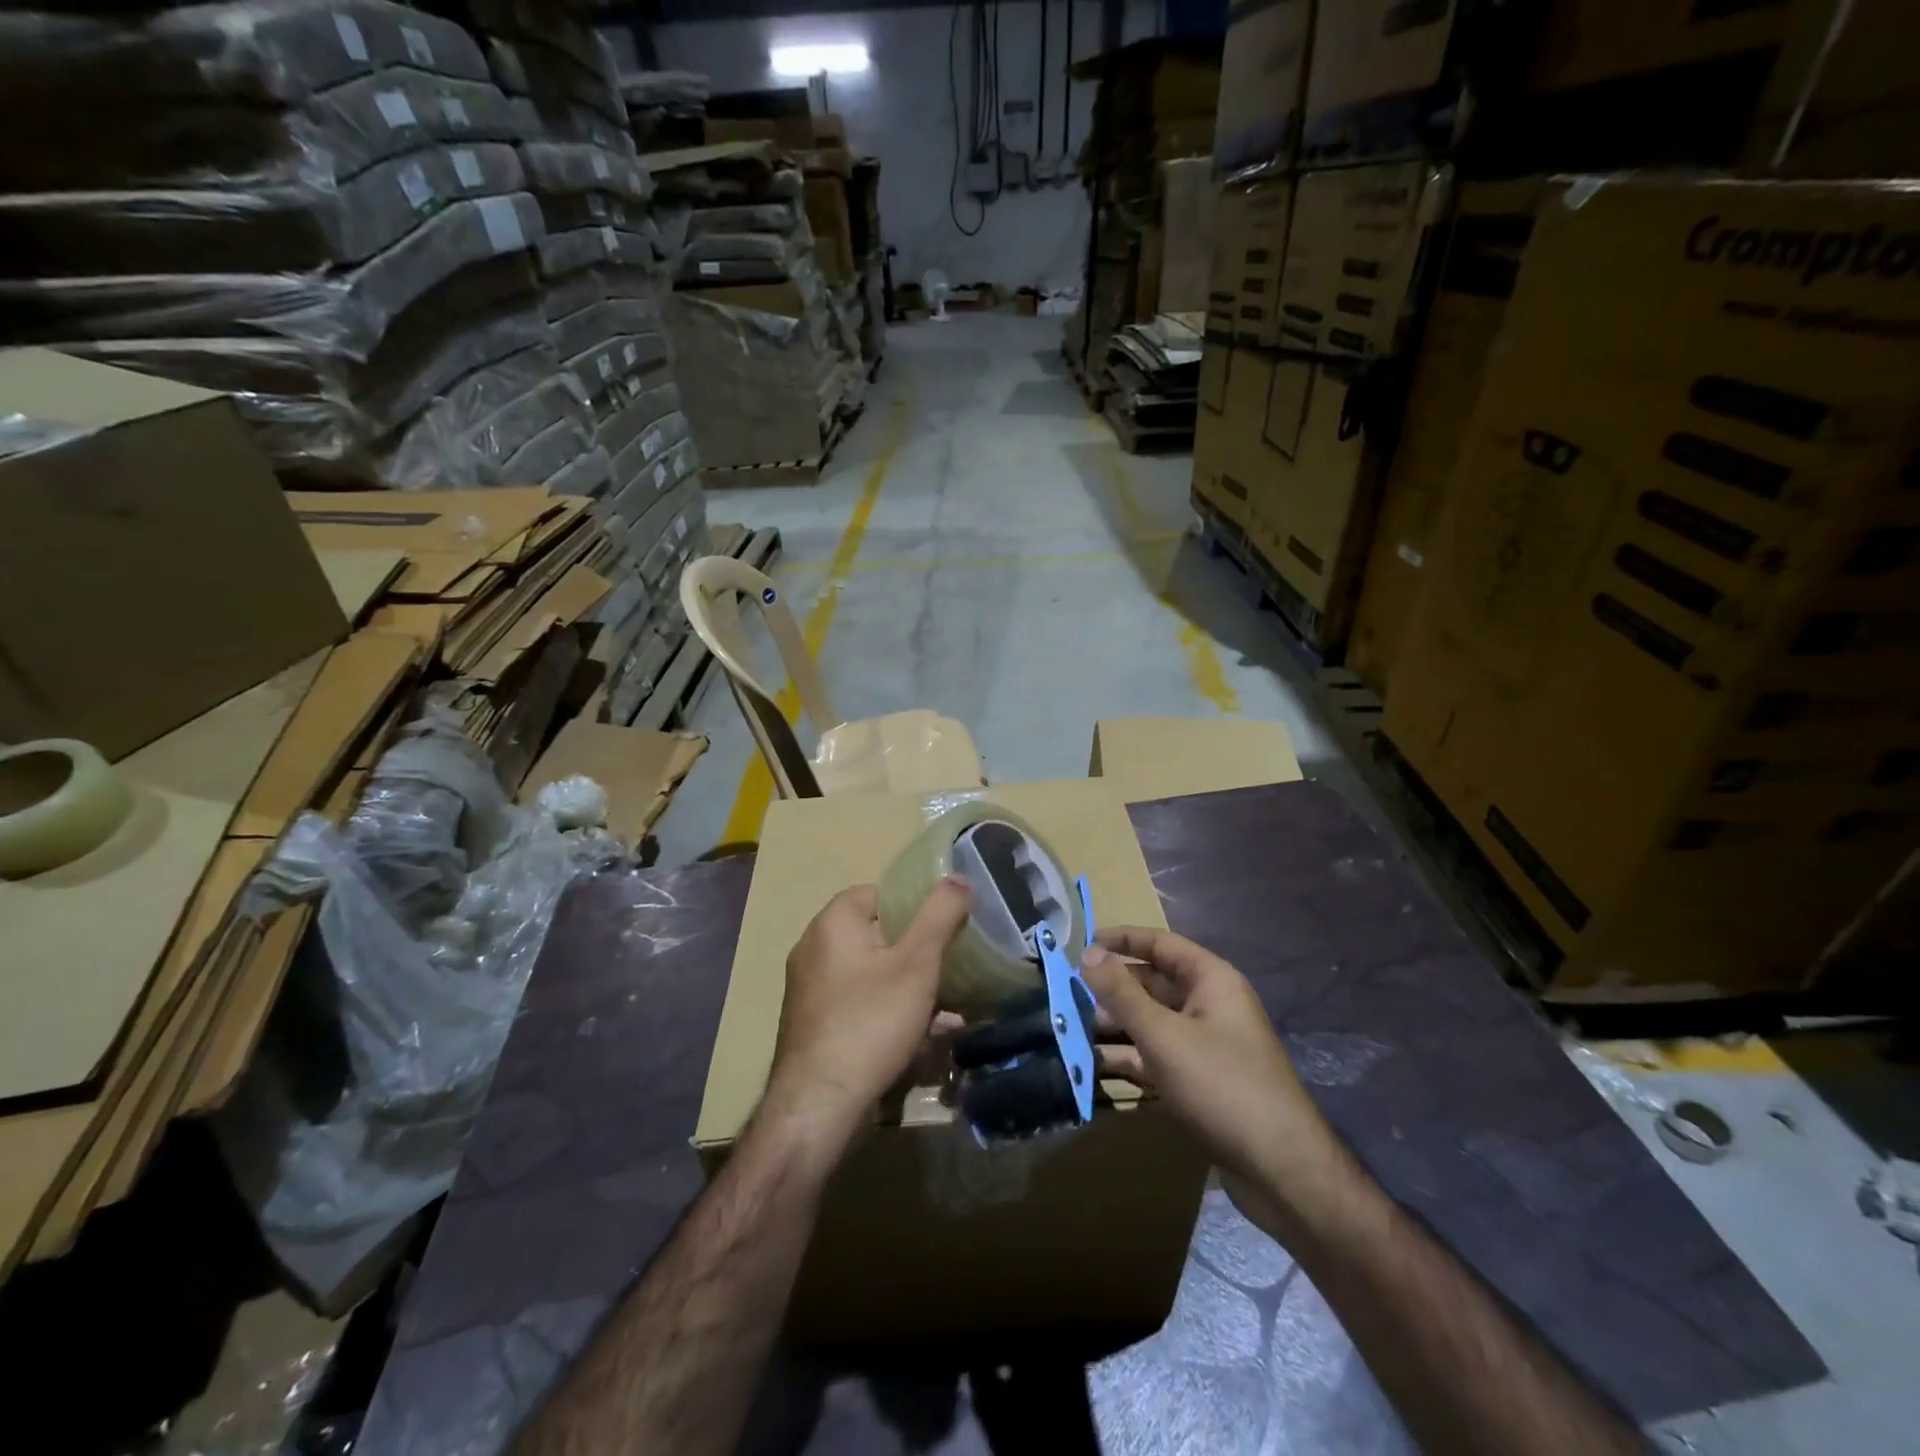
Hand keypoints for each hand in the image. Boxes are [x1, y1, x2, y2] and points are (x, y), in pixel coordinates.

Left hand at [764, 878, 972, 1152]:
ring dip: (909, 990)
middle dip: (918, 956)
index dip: (915, 909)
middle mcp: (813, 947)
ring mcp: (809, 988)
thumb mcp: (917, 963)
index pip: (879, 894)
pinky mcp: (812, 1023)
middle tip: (948, 974)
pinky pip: (858, 1004)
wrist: (818, 1104)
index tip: (943, 932)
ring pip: (872, 974)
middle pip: (878, 936)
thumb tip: (958, 876)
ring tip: (945, 1015)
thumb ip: (940, 914)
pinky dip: (887, 1013)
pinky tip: (918, 1041)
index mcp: (833, 922)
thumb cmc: (871, 1021)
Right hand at [1080, 926, 1342, 1230]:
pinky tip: (1092, 1065)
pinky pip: (1156, 1057)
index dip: (1122, 939)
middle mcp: (1209, 1006)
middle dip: (1111, 988)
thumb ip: (1122, 993)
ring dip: (1114, 1025)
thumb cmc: (1222, 1086)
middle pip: (1152, 984)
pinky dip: (1128, 1057)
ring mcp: (1205, 1045)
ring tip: (1069, 1030)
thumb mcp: (1164, 1035)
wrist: (1281, 1171)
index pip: (1160, 944)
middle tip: (1065, 993)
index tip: (1081, 942)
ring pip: (1151, 1022)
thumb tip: (1087, 952)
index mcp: (1211, 981)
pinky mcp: (1200, 1082)